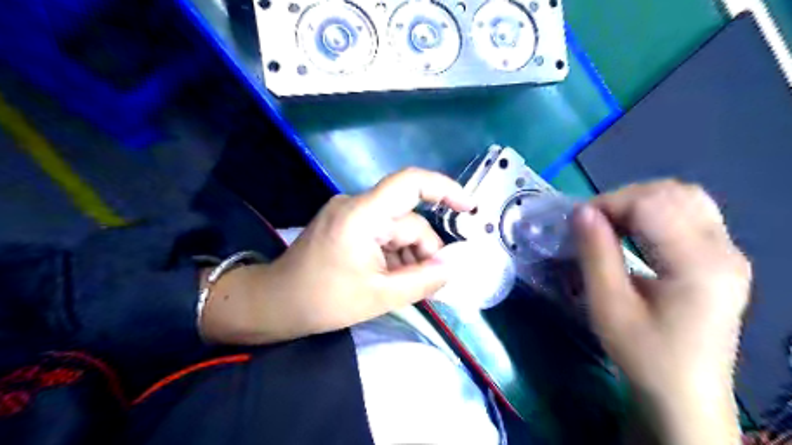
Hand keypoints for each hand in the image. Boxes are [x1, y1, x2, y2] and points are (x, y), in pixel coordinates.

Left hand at [202, 167, 468, 342]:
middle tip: (427, 284)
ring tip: (402, 286)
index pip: (410, 183)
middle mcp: (357, 205)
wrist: (275, 303)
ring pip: (397, 230)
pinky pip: (382, 234)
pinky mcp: (347, 224)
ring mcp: (350, 213)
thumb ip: (423, 280)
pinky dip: (393, 255)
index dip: (444, 189)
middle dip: (422, 252)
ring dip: (407, 257)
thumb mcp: (380, 296)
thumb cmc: (323, 300)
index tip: (469, 208)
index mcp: (362, 215)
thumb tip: (453, 266)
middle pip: (408, 220)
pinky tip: (389, 278)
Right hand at [573, 180, 749, 443]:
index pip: (652, 203)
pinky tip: (634, 233)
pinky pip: (690, 213)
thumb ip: (596, 254)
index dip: (608, 204)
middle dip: (623, 199)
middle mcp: (724, 250)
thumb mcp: (609, 307)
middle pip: (673, 192)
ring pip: (684, 197)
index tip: (576, 223)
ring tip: (610, 226)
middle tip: (593, 224)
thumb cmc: (643, 354)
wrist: (685, 393)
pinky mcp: (722, 258)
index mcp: (699, 265)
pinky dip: (655, 213)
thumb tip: (580, 211)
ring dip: (639, 202)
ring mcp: (728, 252)